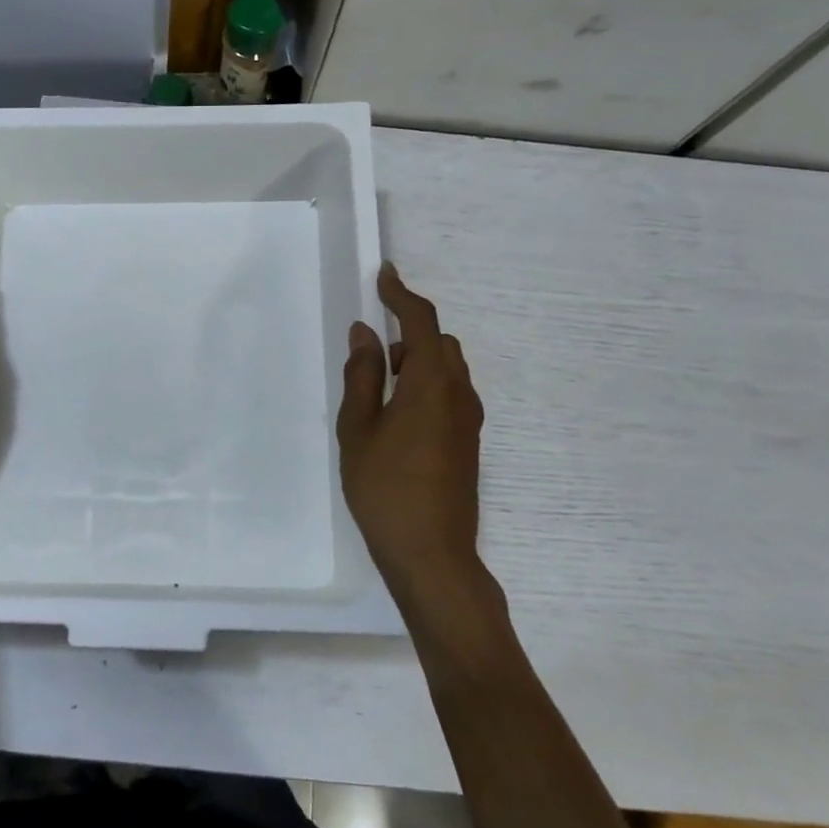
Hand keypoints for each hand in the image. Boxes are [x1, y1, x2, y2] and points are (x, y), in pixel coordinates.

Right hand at [338, 264, 501, 633]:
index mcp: (431, 384)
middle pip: (440, 344)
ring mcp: (469, 420)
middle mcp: (459, 394)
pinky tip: (397, 419)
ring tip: (378, 392)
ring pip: (447, 370)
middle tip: (372, 355)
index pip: (422, 323)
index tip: (384, 274)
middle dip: (409, 334)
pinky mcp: (469, 442)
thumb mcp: (359, 429)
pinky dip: (426, 386)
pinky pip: (450, 394)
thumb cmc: (385, 488)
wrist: (432, 553)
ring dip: (417, 362)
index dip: (402, 294)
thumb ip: (362, 377)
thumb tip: (365, 334)